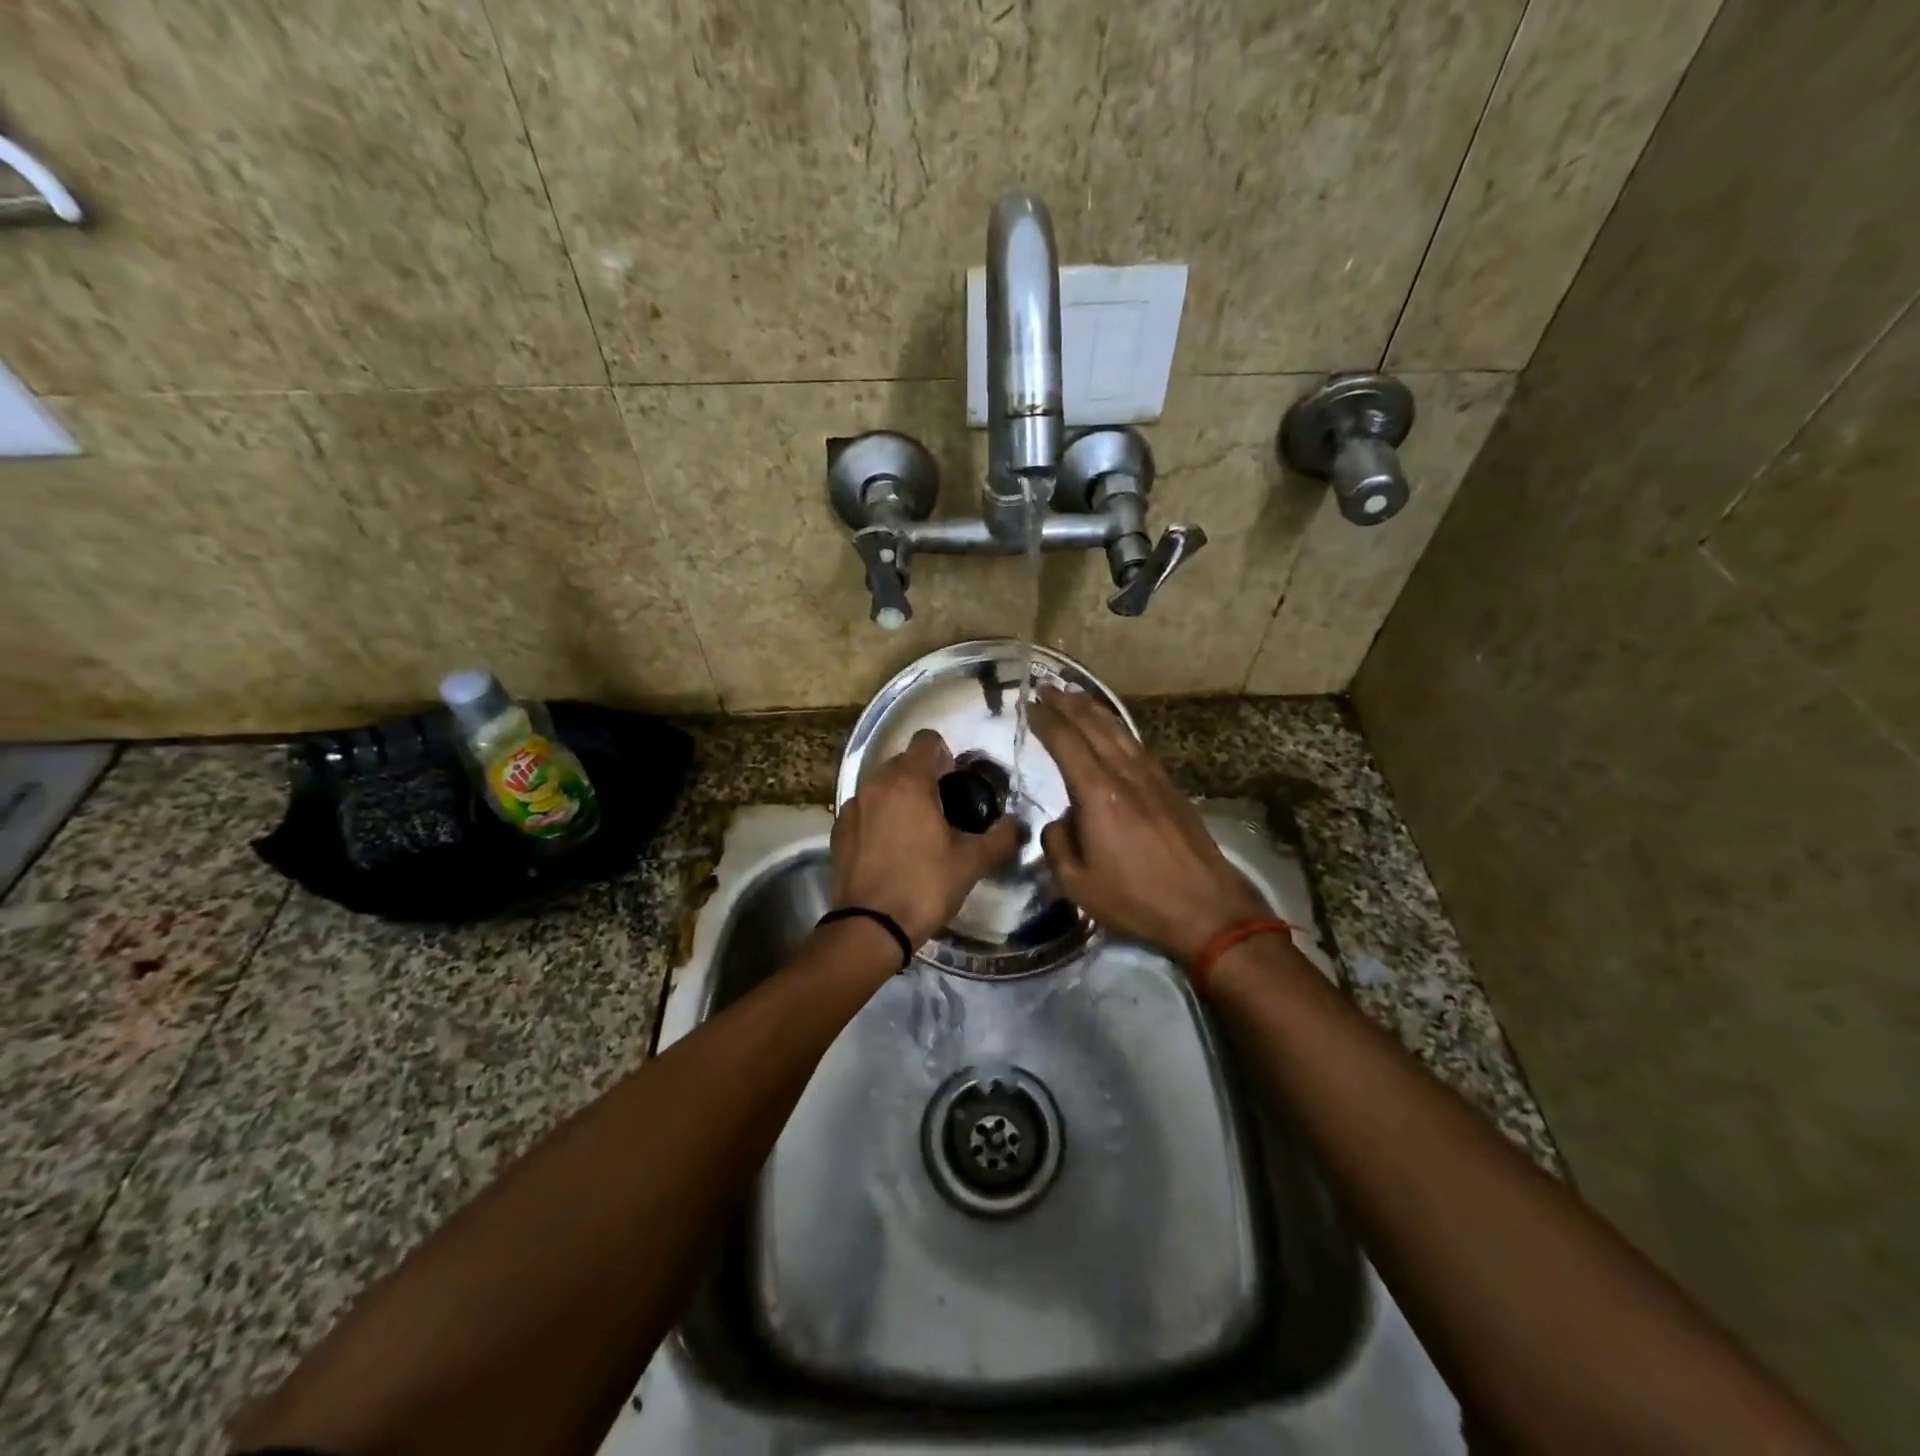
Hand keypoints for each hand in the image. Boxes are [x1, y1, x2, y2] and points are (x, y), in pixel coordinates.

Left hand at [831, 729, 1021, 946]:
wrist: (870, 928)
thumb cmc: (925, 886)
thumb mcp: (972, 862)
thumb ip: (1000, 837)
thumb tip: (1017, 824)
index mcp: (908, 781)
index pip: (927, 740)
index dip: (946, 755)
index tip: (957, 782)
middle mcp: (875, 784)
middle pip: (903, 762)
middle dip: (923, 776)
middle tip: (944, 809)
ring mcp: (852, 806)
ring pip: (881, 786)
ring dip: (900, 798)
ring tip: (917, 831)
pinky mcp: (838, 830)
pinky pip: (865, 811)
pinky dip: (878, 819)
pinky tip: (891, 849)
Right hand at [1029, 685, 1269, 963]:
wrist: (1207, 908)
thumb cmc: (1136, 898)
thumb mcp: (1078, 883)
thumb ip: (1058, 844)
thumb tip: (1061, 822)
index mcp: (1098, 793)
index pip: (1066, 743)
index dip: (1045, 720)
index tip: (1028, 704)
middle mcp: (1125, 774)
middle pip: (1094, 726)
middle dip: (1067, 703)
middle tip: (1045, 685)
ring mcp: (1152, 778)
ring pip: (1119, 731)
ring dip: (1094, 709)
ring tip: (1076, 694)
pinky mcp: (1170, 788)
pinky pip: (1137, 745)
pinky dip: (1118, 728)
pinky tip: (1114, 729)